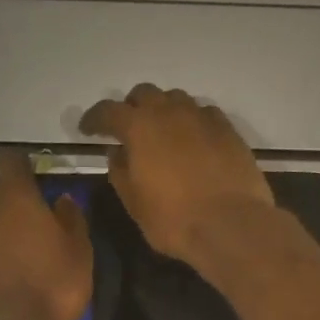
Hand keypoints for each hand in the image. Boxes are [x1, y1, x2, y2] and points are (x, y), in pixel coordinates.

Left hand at [0, 150, 92, 319]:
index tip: (36, 174)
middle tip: (35, 221)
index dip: (23, 163)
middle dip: (11, 200)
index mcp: (15, 198)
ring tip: (20, 253)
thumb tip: (61, 200)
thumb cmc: (53, 285)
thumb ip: (71, 218)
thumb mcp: (80, 250)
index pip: (11, 160)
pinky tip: (5, 277)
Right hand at [79, 84, 273, 266]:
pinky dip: (192, 121)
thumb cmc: (174, 219)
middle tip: (128, 129)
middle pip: (144, 94)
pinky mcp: (228, 129)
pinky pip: (204, 113)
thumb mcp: (134, 202)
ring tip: (163, 133)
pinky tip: (194, 140)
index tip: (87, 130)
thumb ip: (120, 171)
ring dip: (164, 110)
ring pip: (176, 99)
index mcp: (139, 127)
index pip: (108, 111)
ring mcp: (202, 117)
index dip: (94, 119)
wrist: (231, 225)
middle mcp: (170, 112)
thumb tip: (117, 152)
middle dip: (132, 108)